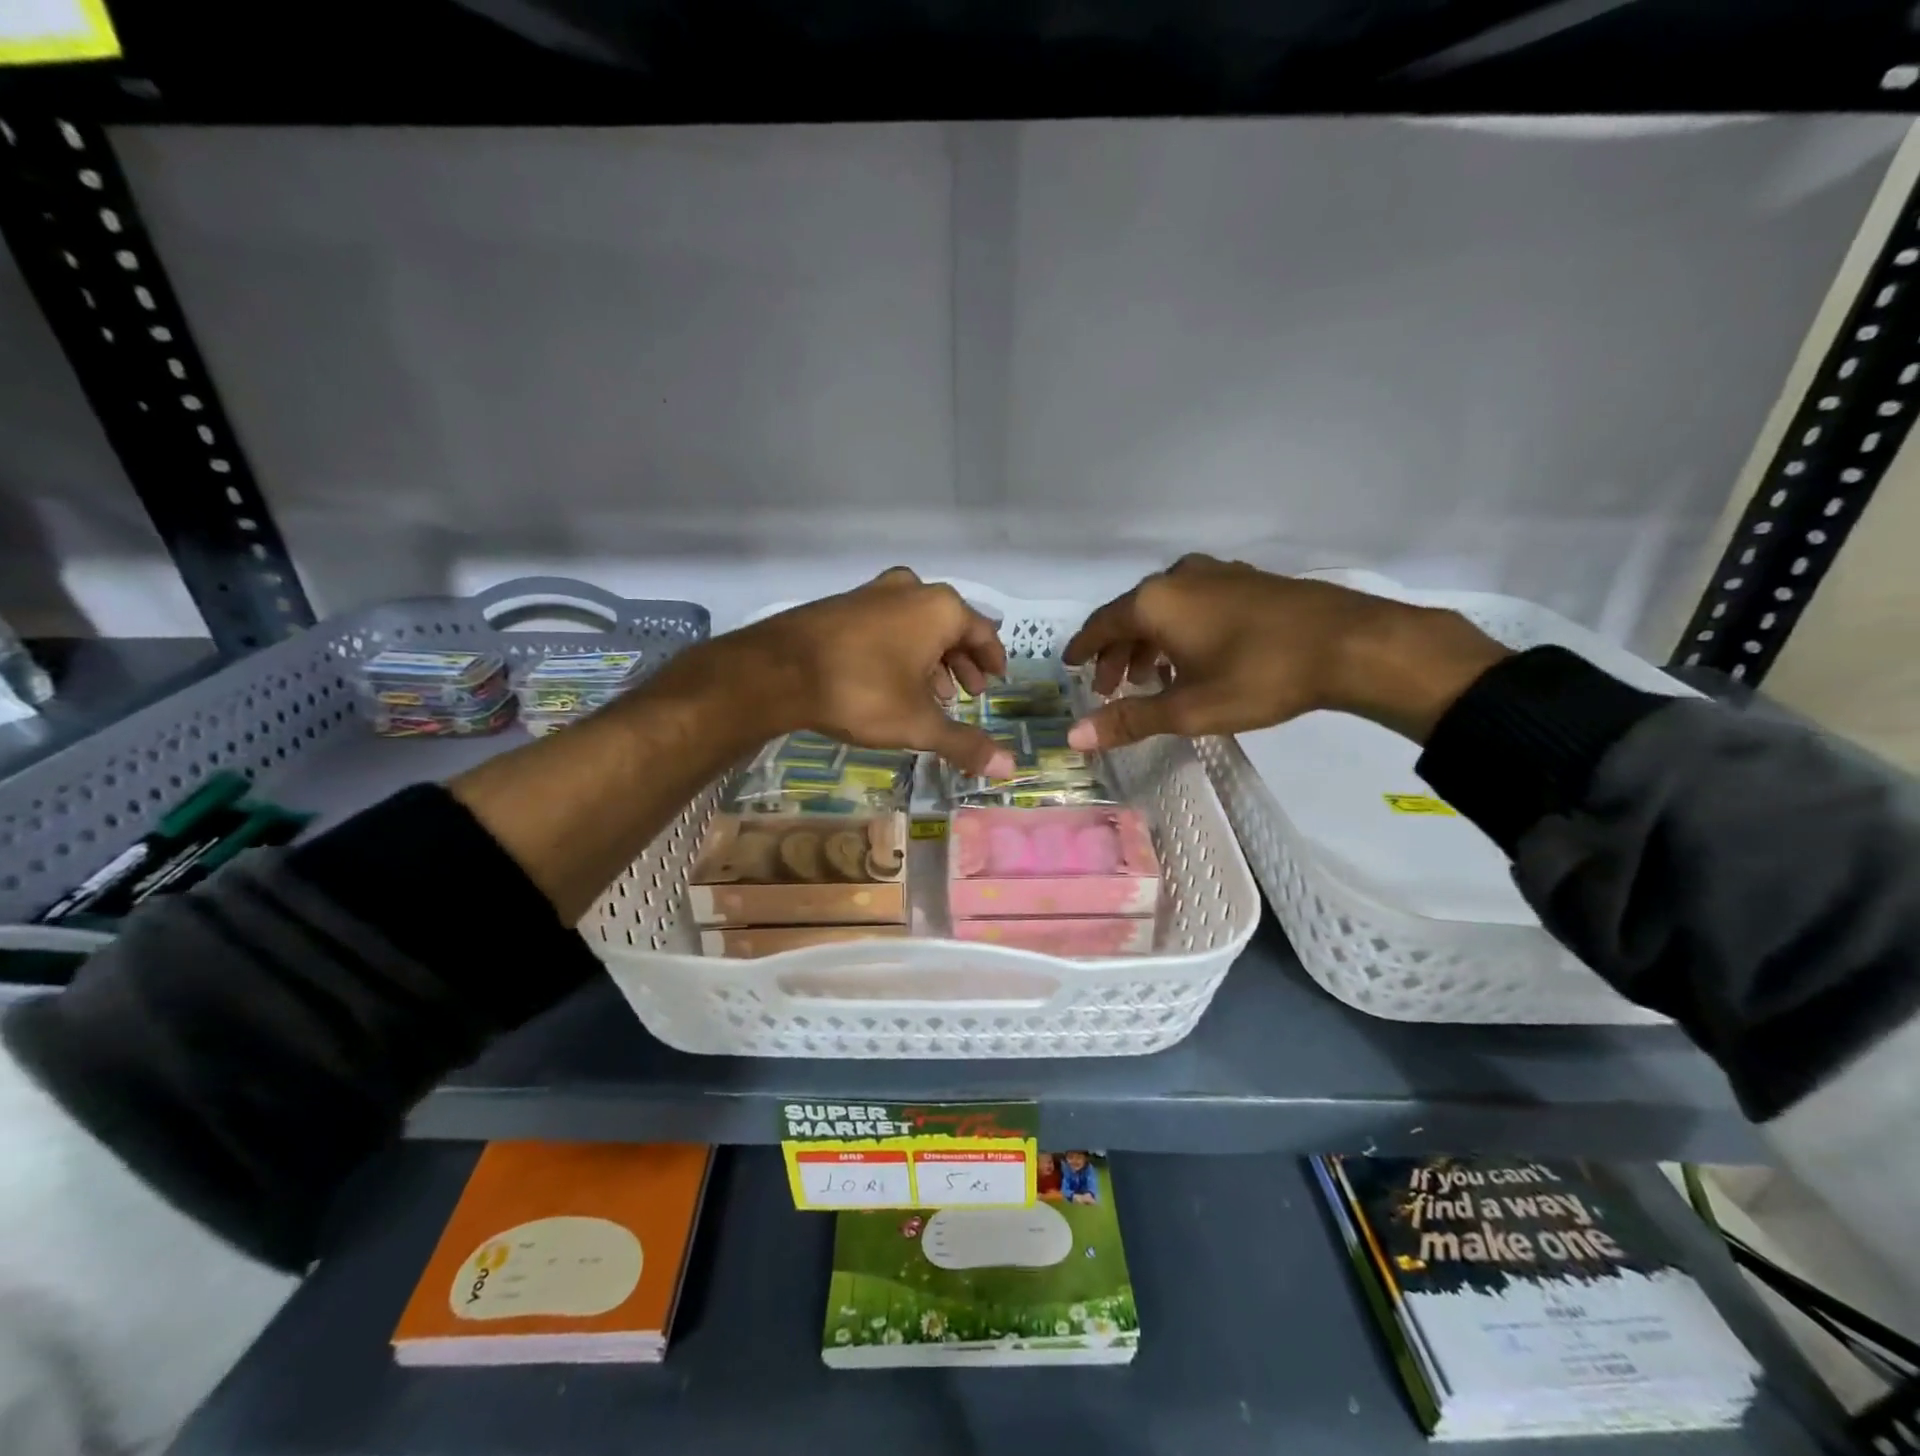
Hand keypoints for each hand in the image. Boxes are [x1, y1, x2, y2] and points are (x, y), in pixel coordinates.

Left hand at [721, 568, 1016, 777]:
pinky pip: (888, 624)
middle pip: (951, 626)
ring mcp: (873, 592)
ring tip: (932, 693)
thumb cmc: (862, 691)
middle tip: (967, 693)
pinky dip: (900, 649)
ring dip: (931, 658)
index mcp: (940, 609)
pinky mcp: (843, 604)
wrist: (778, 670)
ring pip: (917, 625)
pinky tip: (891, 680)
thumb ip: (964, 743)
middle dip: (961, 662)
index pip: (983, 632)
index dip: (992, 660)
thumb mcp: (919, 723)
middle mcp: (911, 590)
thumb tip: (1009, 768)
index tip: (996, 681)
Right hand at [1061, 555, 1507, 748]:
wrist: (1349, 644)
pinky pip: (1194, 603)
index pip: (1101, 624)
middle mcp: (1178, 578)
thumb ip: (1129, 720)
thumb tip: (1074, 736)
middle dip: (1117, 653)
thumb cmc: (1258, 676)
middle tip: (1112, 688)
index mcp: (1154, 602)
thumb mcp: (1188, 708)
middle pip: (1131, 615)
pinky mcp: (1246, 580)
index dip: (1083, 648)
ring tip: (1152, 679)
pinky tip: (1194, 656)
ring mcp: (1216, 574)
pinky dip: (1179, 629)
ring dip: (1149, 643)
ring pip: (1164, 608)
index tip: (1069, 664)